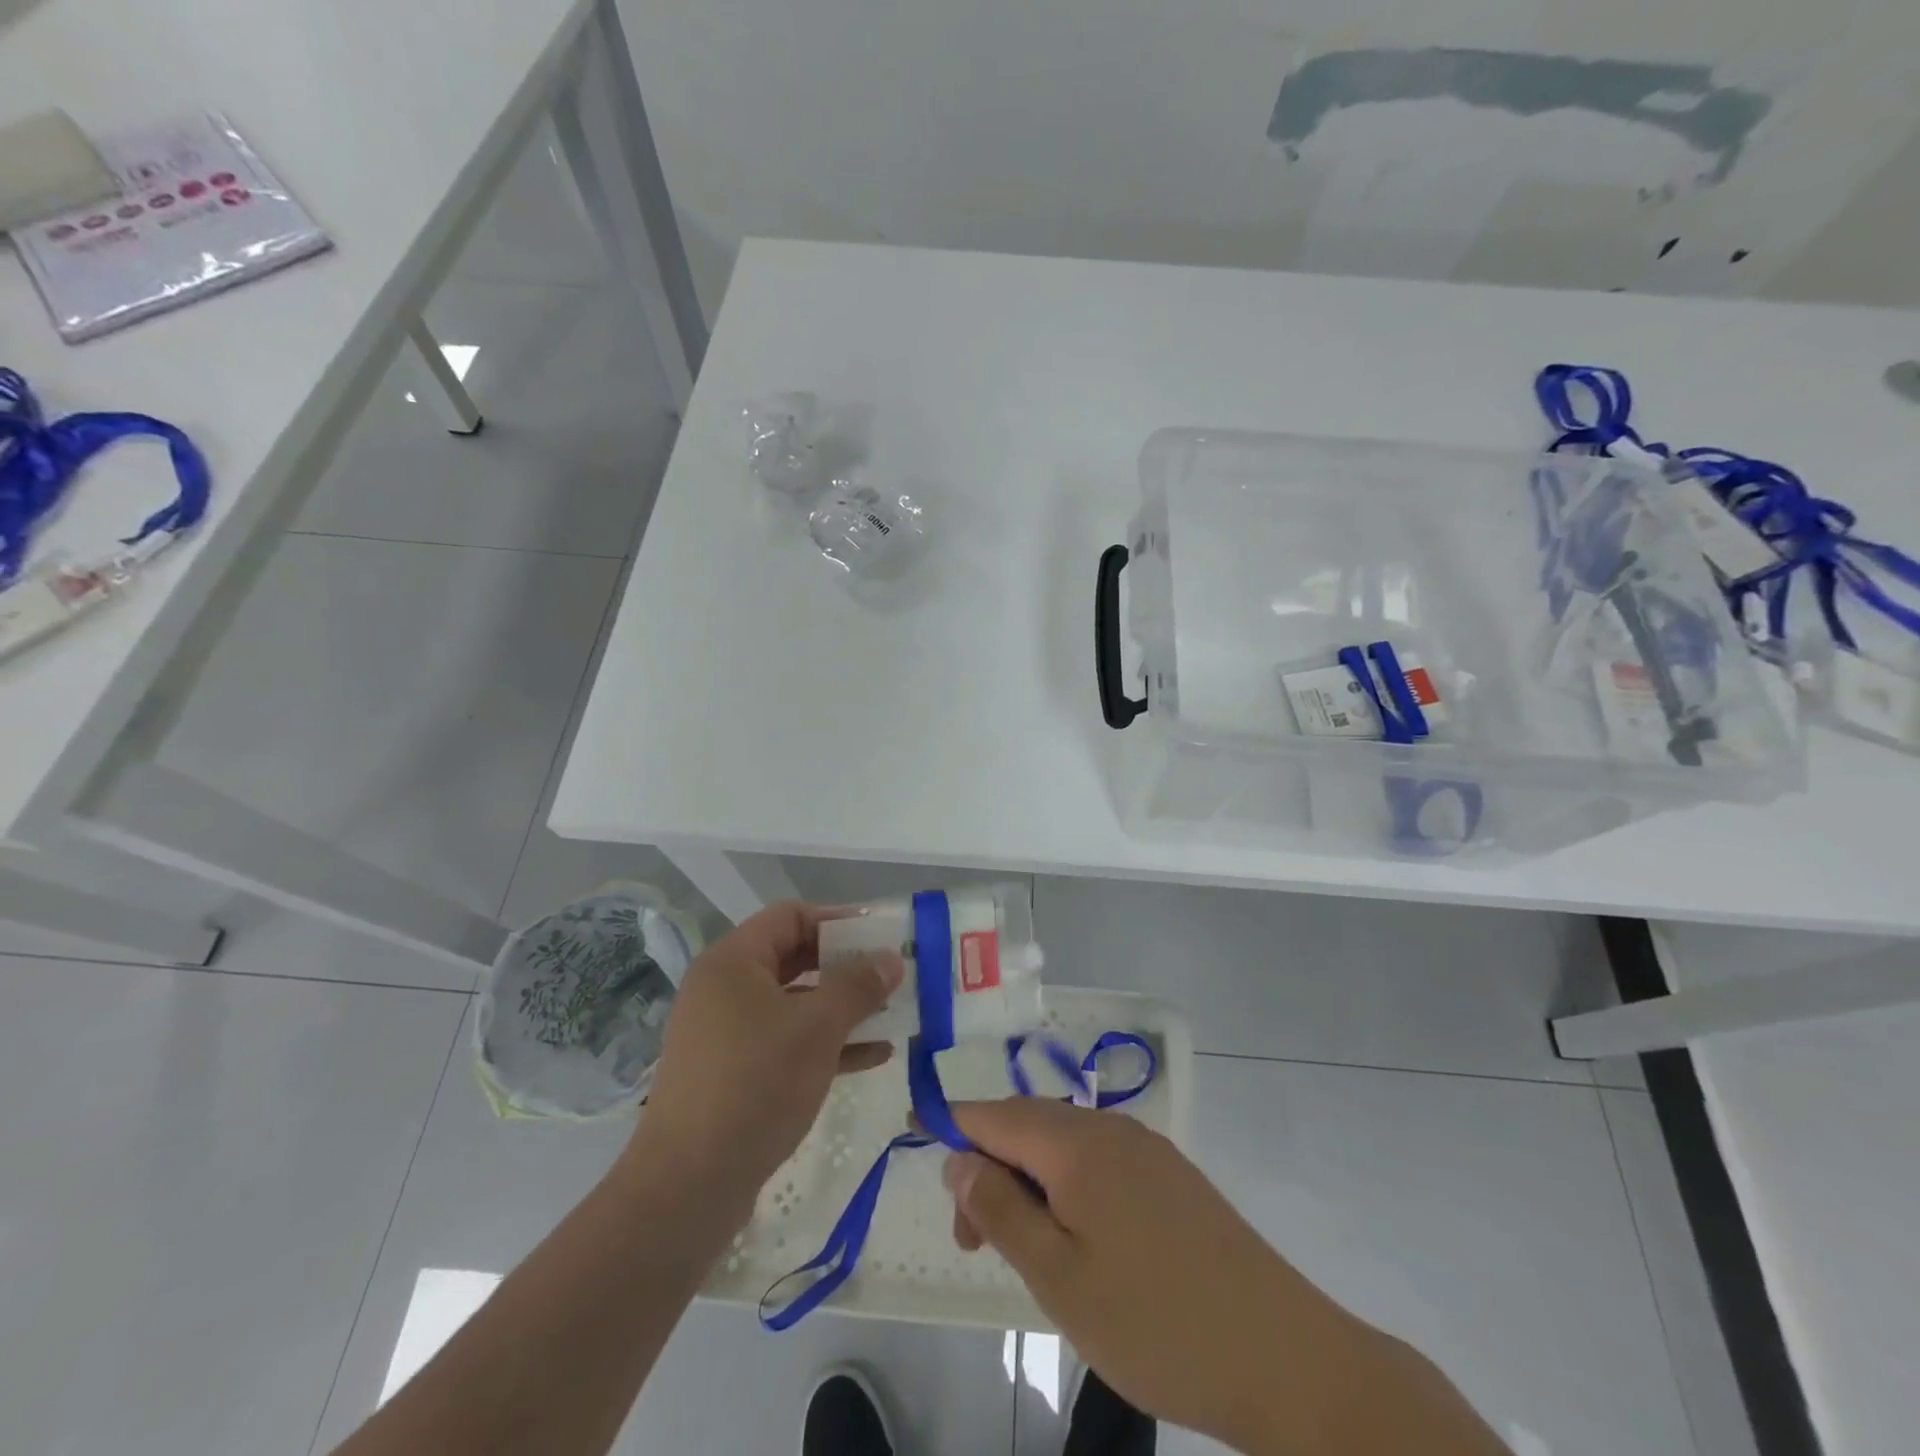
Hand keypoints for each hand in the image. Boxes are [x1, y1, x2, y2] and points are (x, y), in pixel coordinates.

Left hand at [625, 902, 902, 1225]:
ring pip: (795, 1003)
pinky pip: (787, 1041)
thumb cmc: (755, 1085)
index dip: (838, 920)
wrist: (688, 1187)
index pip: (790, 916)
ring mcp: (726, 1033)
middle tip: (891, 975)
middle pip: (794, 958)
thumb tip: (891, 959)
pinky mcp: (734, 1073)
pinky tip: (873, 1057)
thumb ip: (858, 986)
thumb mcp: (817, 1028)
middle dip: (846, 966)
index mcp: (733, 962)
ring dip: (842, 1007)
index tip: (881, 937)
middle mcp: (725, 989)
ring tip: (892, 1015)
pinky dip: (826, 1043)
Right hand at [942, 1100, 1361, 1454]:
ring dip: (1028, 1181)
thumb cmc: (1155, 1322)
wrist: (1285, 1357)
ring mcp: (1146, 1149)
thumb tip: (957, 1155)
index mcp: (1076, 1143)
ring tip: (1021, 1248)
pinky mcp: (1171, 1175)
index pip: (994, 1113)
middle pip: (1027, 1126)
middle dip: (989, 1166)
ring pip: (1063, 1144)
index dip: (952, 1122)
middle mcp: (1109, 1128)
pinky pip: (1098, 1161)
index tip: (914, 1131)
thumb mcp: (1058, 1277)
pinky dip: (1067, 1187)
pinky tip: (1075, 1238)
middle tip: (972, 1240)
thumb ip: (1000, 1208)